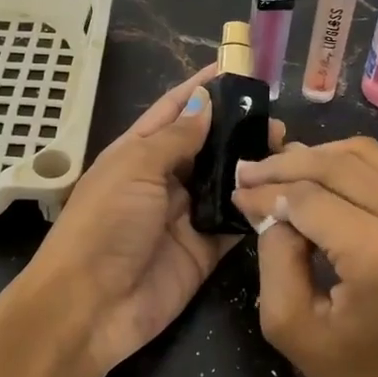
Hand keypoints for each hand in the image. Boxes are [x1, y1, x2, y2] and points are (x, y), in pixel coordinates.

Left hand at [21, 66, 280, 376]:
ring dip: (252, 167)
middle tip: (277, 120)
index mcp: (137, 151)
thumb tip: (204, 101)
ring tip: (288, 150)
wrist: (89, 306)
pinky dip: (255, 208)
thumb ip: (175, 137)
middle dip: (238, 129)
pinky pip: (234, 223)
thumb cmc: (104, 225)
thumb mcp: (134, 168)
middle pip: (207, 145)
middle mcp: (163, 179)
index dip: (204, 88)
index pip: (175, 110)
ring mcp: (184, 215)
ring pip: (225, 182)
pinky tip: (283, 192)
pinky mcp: (204, 250)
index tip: (239, 69)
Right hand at [232, 137, 377, 376]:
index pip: (308, 197)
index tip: (236, 193)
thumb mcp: (295, 330)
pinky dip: (347, 166)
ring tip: (280, 172)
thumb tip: (273, 210)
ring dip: (317, 157)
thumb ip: (275, 258)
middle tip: (248, 173)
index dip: (267, 191)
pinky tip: (319, 180)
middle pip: (336, 164)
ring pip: (364, 155)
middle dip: (286, 164)